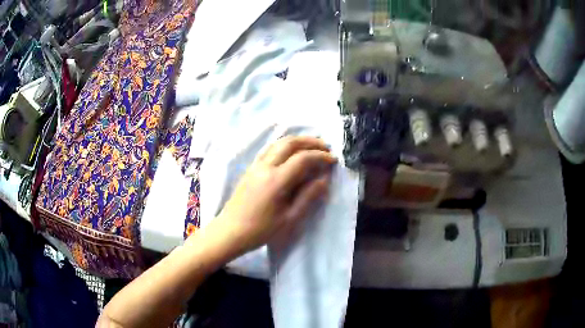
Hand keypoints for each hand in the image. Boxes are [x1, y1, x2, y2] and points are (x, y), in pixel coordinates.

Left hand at [211, 136, 336, 256]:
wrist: (230, 231)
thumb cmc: (260, 230)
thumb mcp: (289, 218)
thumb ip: (308, 197)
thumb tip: (324, 180)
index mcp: (276, 180)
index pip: (303, 158)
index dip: (320, 156)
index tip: (333, 160)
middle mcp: (265, 167)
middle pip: (290, 143)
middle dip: (310, 142)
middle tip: (325, 147)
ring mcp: (255, 166)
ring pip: (278, 143)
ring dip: (297, 141)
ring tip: (311, 146)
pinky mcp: (250, 169)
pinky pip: (269, 149)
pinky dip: (284, 146)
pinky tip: (290, 154)